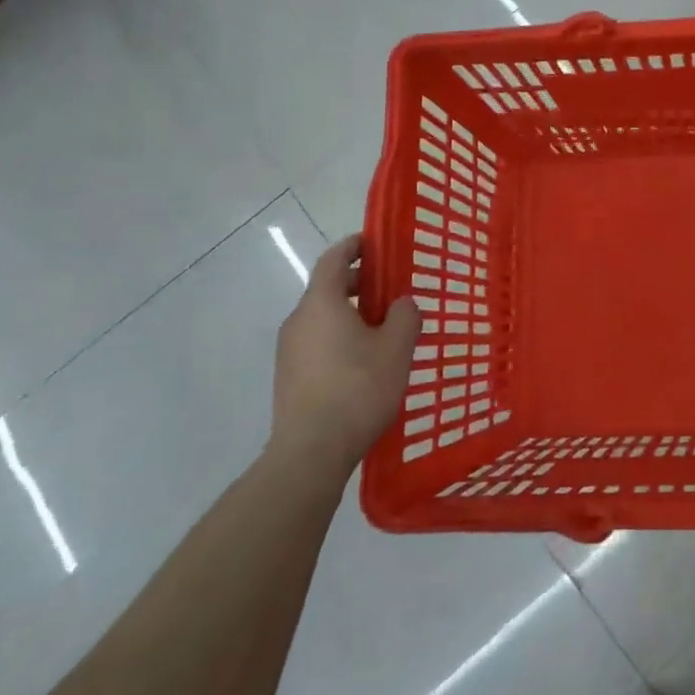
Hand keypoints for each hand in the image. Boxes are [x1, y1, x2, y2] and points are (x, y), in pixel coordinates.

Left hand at [271, 234, 420, 477]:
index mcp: (321, 304)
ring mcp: (289, 351)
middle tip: (389, 290)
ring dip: (349, 314)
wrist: (311, 451)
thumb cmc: (358, 389)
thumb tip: (401, 304)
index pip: (333, 259)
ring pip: (322, 318)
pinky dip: (339, 338)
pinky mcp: (289, 377)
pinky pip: (317, 342)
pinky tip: (364, 363)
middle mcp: (299, 320)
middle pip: (326, 288)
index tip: (373, 243)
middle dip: (357, 283)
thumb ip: (405, 316)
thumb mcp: (397, 348)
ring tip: (382, 331)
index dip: (353, 246)